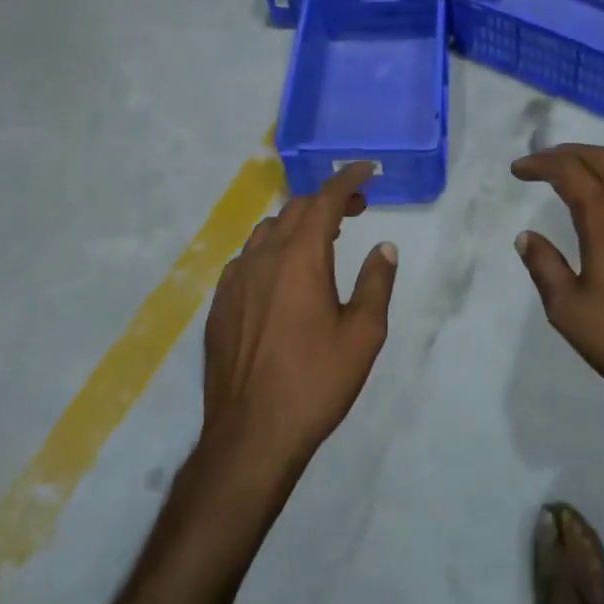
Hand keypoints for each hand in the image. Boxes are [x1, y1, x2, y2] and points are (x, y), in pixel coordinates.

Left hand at [200, 162, 397, 483]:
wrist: (251, 434)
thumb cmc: (315, 382)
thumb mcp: (363, 334)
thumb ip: (376, 283)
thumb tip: (384, 248)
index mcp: (300, 257)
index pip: (325, 200)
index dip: (347, 180)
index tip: (367, 170)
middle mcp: (263, 257)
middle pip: (295, 209)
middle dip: (326, 201)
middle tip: (355, 210)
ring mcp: (235, 279)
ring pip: (268, 231)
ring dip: (297, 224)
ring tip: (321, 240)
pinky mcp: (220, 303)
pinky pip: (248, 258)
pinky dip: (272, 250)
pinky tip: (283, 277)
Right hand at [512, 144, 603, 431]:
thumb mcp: (570, 311)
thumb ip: (545, 267)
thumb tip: (527, 237)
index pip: (568, 170)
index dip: (540, 164)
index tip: (518, 171)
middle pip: (599, 157)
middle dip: (565, 154)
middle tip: (541, 165)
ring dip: (598, 158)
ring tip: (578, 172)